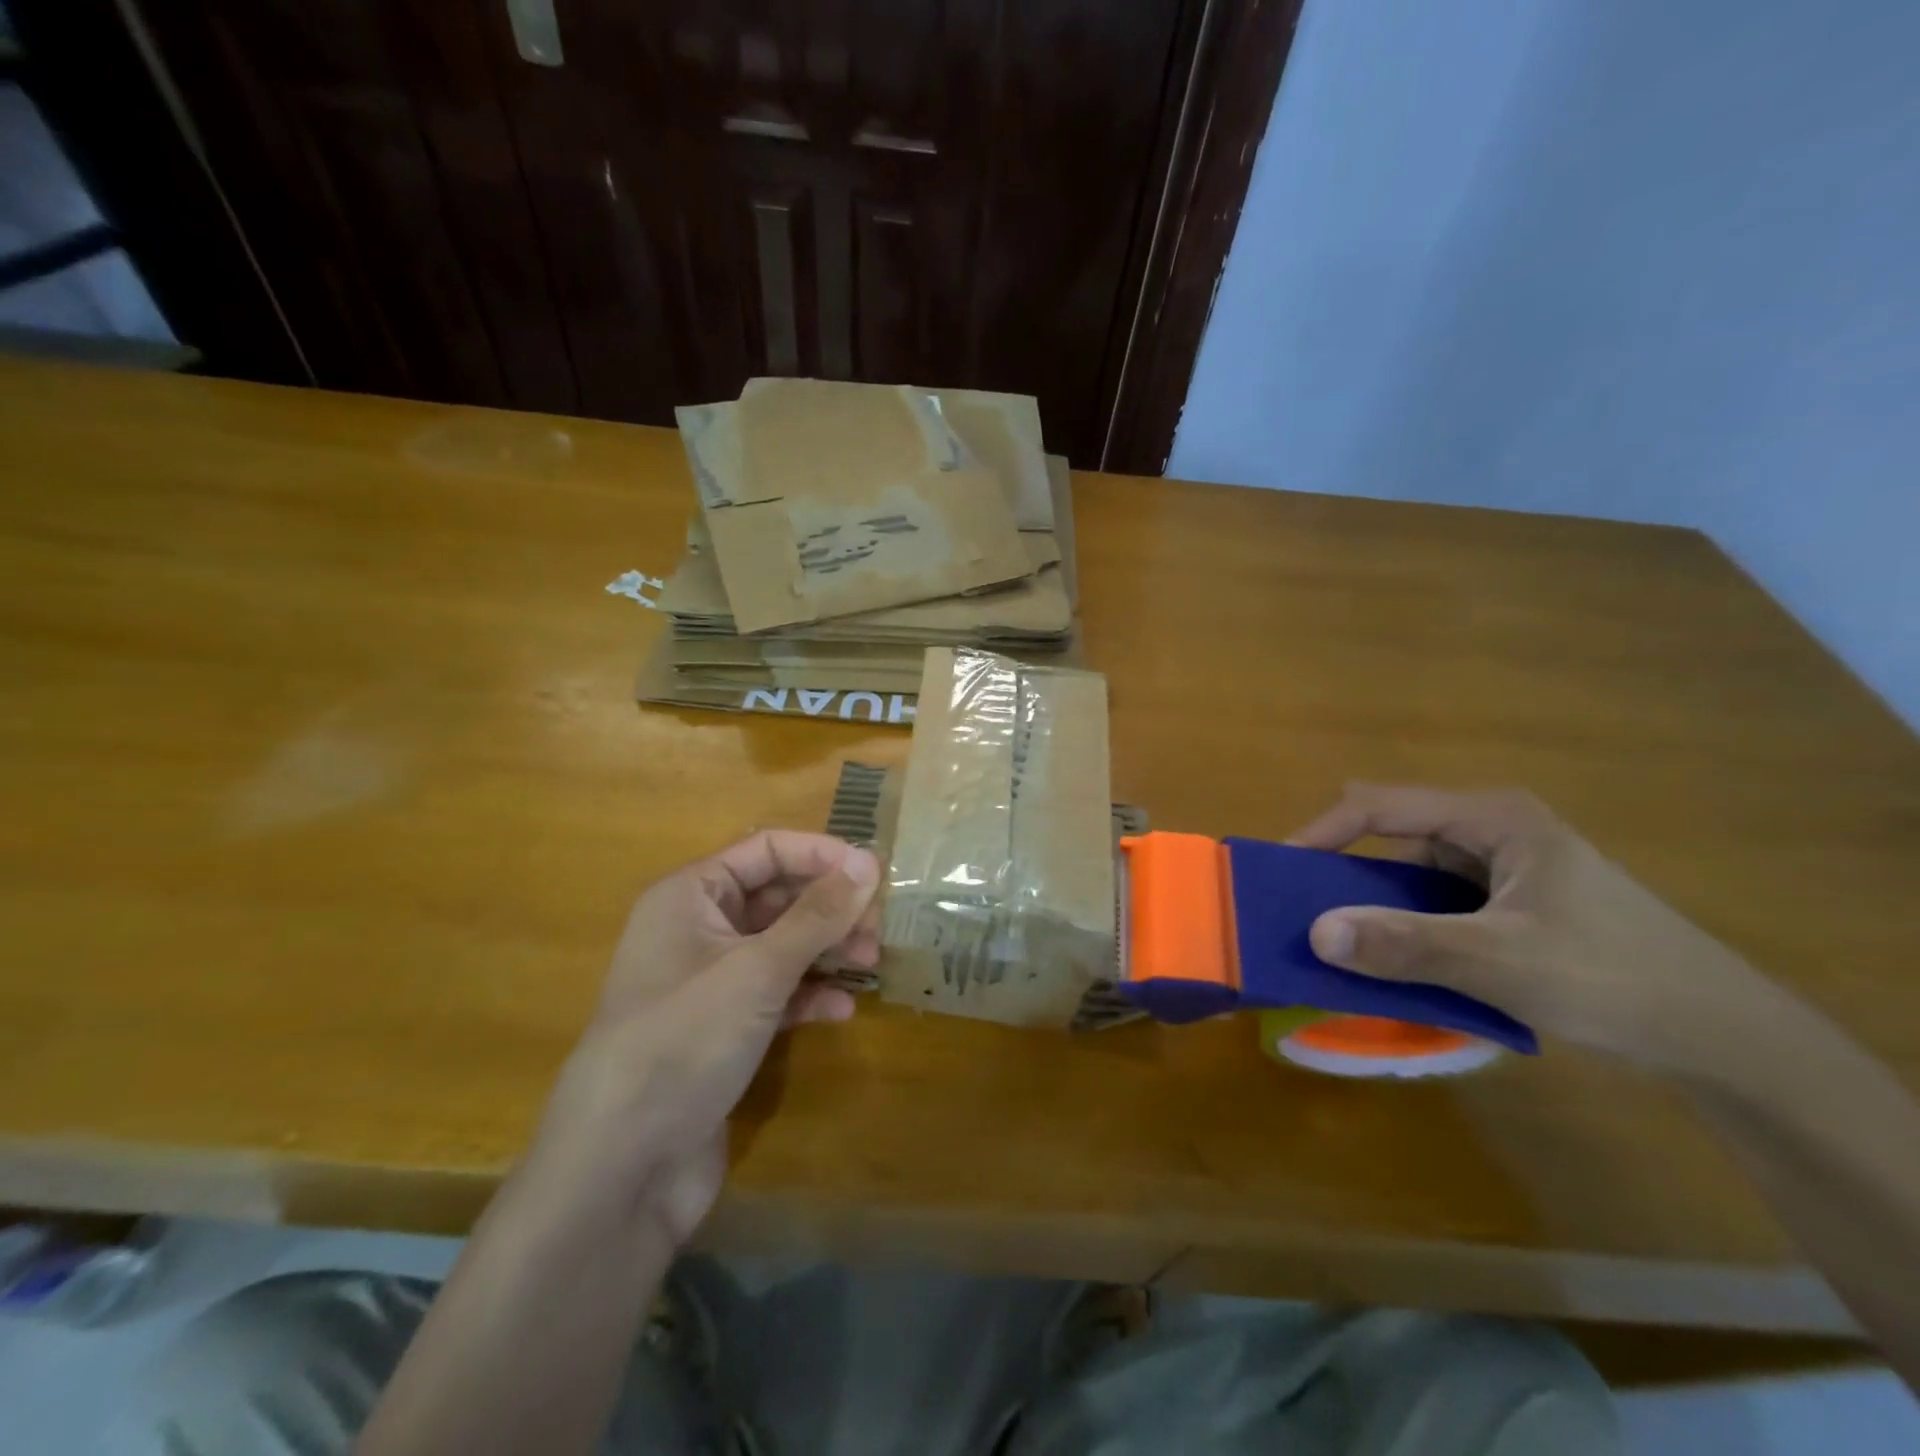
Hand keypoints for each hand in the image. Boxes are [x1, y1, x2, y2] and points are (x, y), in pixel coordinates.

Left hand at [528, 831, 879, 1244]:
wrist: (621, 1167)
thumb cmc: (685, 1040)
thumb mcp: (758, 969)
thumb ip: (817, 914)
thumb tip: (869, 861)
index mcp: (691, 896)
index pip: (766, 850)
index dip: (821, 855)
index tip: (875, 873)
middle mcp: (697, 930)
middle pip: (778, 898)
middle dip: (830, 908)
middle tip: (878, 928)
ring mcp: (709, 983)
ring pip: (781, 946)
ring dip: (827, 950)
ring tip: (871, 963)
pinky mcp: (721, 1030)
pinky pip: (775, 994)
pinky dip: (809, 995)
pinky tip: (842, 1010)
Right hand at [1289, 785, 1798, 1080]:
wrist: (1722, 1036)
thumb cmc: (1613, 978)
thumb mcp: (1501, 961)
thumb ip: (1406, 945)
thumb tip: (1315, 933)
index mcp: (1490, 817)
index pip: (1378, 806)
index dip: (1321, 833)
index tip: (1279, 871)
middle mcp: (1490, 829)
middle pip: (1390, 835)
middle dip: (1341, 871)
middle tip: (1302, 911)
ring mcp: (1501, 865)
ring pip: (1410, 873)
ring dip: (1373, 904)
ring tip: (1336, 940)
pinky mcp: (1508, 901)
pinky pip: (1433, 902)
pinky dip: (1404, 925)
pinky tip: (1393, 959)